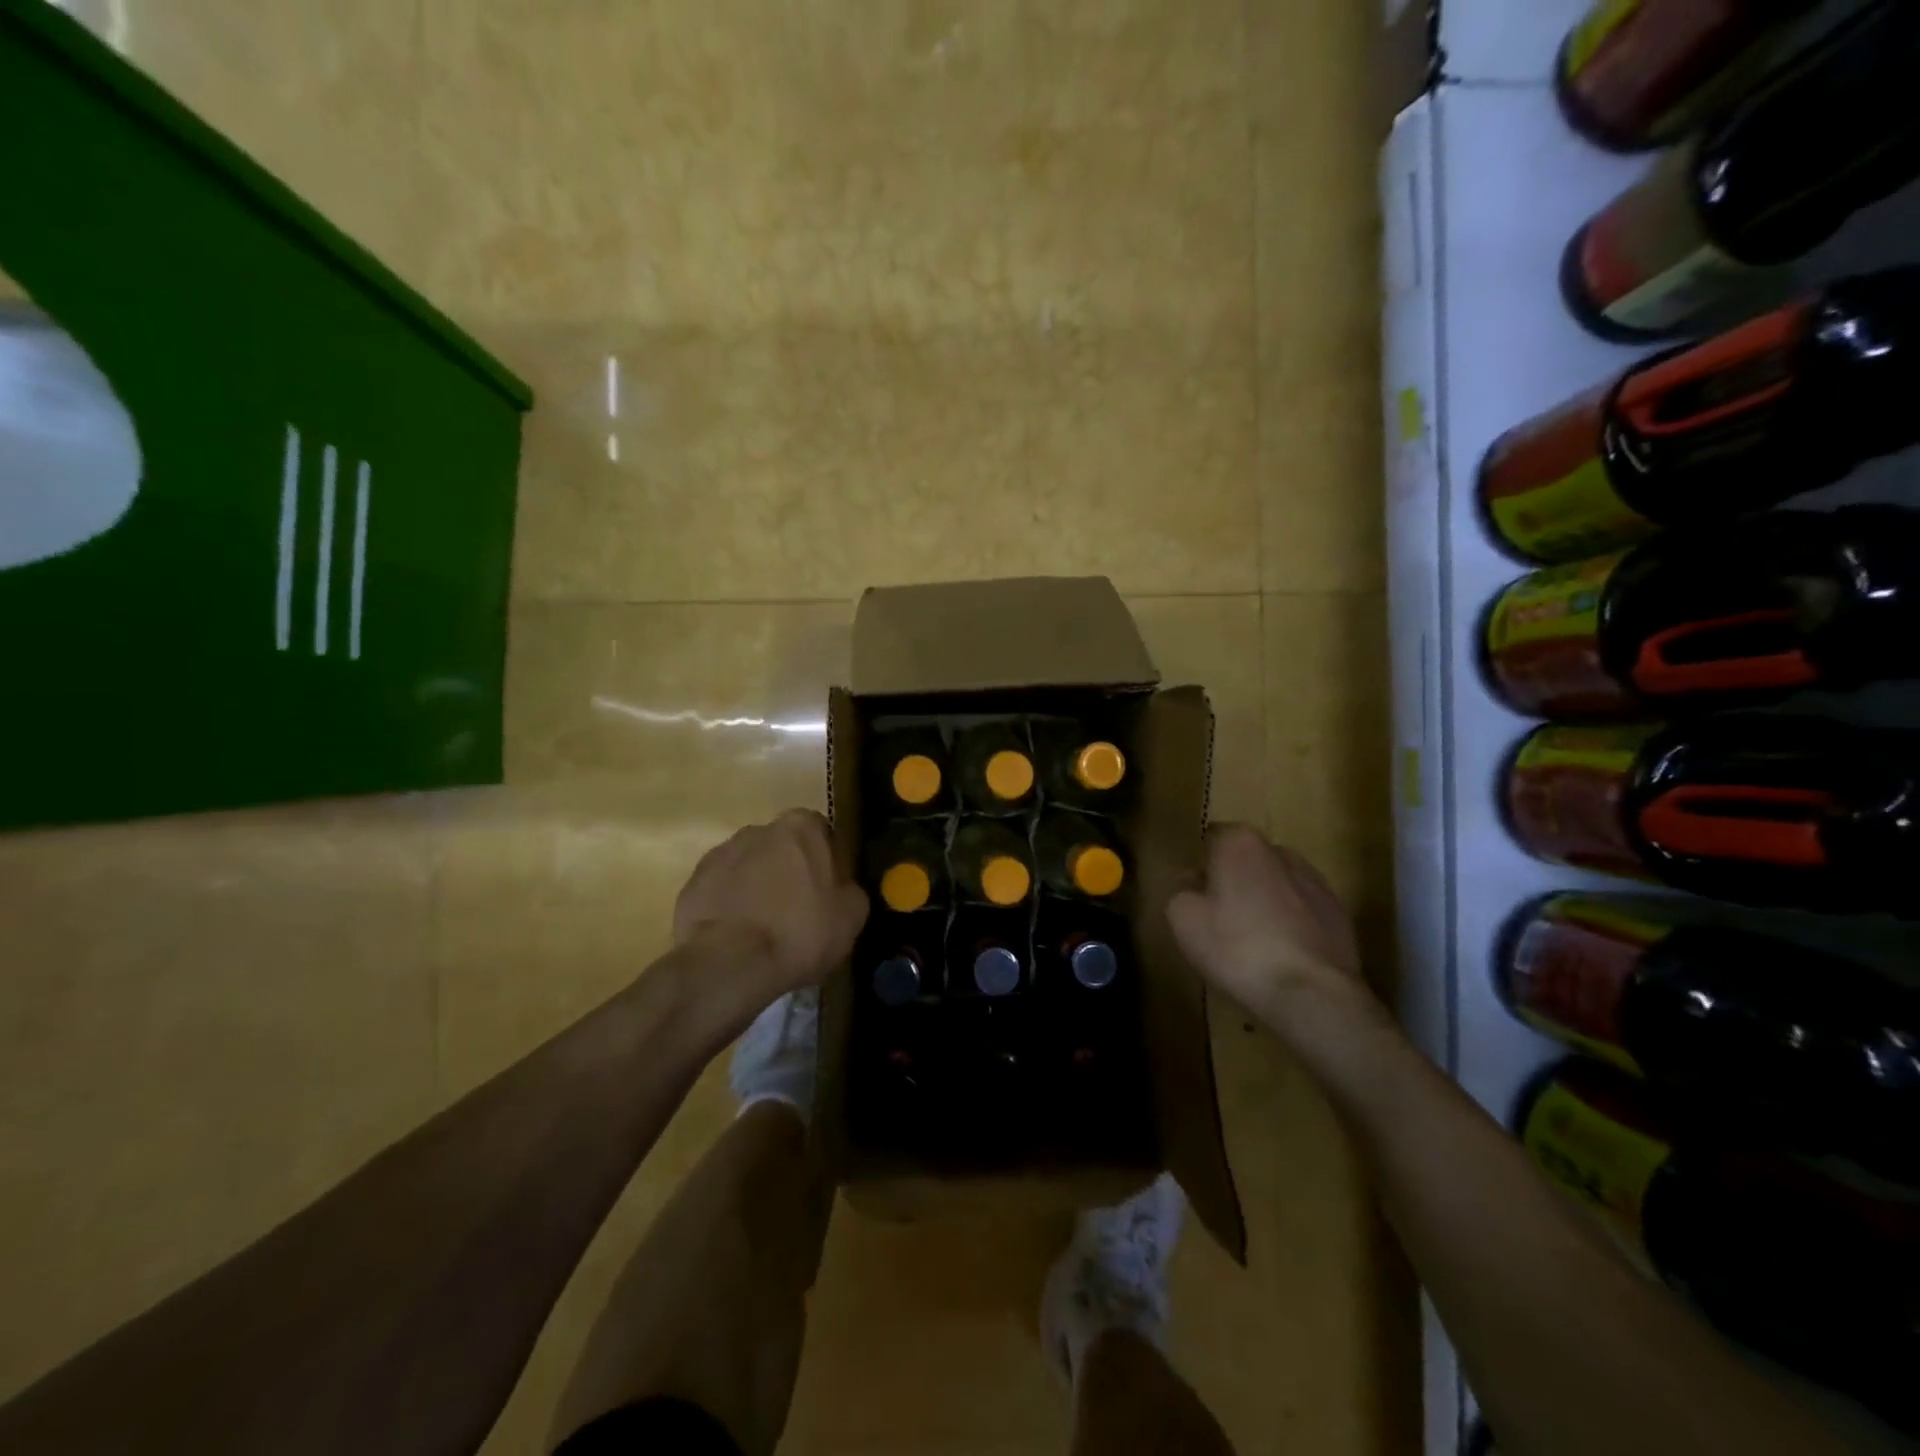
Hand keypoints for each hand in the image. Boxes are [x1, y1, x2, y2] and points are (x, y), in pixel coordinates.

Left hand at [673, 809, 868, 997]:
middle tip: (797, 911)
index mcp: (802, 826)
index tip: (828, 894)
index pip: (822, 835)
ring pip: (749, 868)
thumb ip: (848, 887)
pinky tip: (738, 936)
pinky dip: (730, 906)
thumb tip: (839, 887)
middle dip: (789, 872)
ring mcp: (721, 853)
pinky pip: (721, 891)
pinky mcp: (693, 883)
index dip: (827, 864)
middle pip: (782, 848)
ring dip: (757, 888)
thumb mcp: (852, 914)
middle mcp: (759, 828)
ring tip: (763, 928)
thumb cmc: (802, 931)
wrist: (731, 963)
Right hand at [1167, 824, 1374, 1028]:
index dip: (1201, 865)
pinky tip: (1281, 955)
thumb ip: (1180, 889)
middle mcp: (1280, 851)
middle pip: (1247, 860)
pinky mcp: (1339, 914)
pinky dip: (1290, 923)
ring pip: (1276, 884)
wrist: (1312, 995)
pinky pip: (1302, 910)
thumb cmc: (1237, 948)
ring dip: (1264, 902)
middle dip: (1234, 881)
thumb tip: (1192, 881)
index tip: (1195, 894)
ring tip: (1252, 942)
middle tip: (1219, 919)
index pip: (1213, 838)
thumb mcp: (1182, 918)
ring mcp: (1315, 882)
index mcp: (1240, 843)